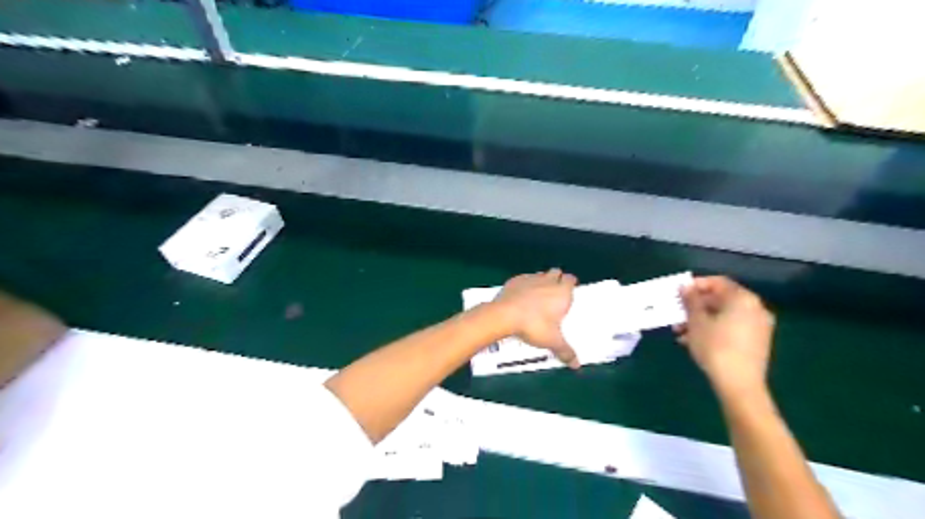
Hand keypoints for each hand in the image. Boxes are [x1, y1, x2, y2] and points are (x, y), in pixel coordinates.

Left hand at [490, 268, 575, 368]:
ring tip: (538, 295)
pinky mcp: (514, 280)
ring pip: (540, 274)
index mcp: (561, 292)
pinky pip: (524, 279)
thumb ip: (565, 351)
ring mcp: (530, 278)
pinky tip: (521, 296)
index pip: (570, 279)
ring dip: (541, 281)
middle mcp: (548, 281)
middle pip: (556, 272)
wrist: (504, 315)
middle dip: (557, 279)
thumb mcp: (552, 341)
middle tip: (554, 293)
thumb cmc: (534, 325)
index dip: (570, 283)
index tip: (569, 291)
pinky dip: (525, 285)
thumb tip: (577, 365)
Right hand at [678, 278, 773, 394]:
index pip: (718, 282)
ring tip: (680, 332)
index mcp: (743, 299)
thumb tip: (685, 287)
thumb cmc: (715, 347)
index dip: (696, 285)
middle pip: (721, 299)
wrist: (739, 384)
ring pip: (724, 315)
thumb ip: (691, 301)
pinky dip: (713, 330)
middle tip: (677, 314)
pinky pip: (731, 328)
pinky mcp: (756, 342)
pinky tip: (693, 341)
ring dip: (701, 320)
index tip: (678, 293)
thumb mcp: (696, 321)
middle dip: (696, 306)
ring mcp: (758, 326)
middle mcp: (755, 308)